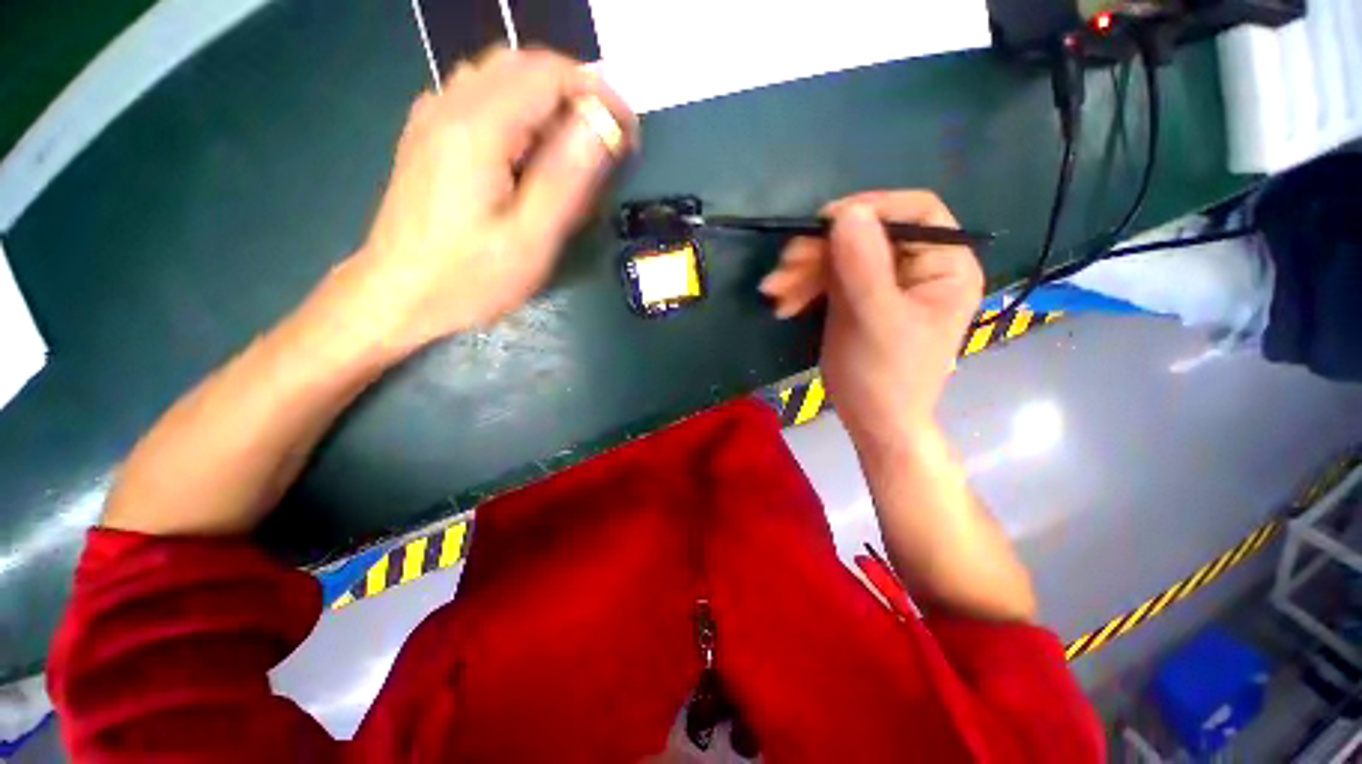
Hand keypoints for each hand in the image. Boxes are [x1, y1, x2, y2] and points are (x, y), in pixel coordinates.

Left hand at [352, 47, 637, 351]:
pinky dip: (519, 108)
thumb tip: (601, 127)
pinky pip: (480, 96)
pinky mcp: (428, 135)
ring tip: (573, 148)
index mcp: (477, 128)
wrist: (396, 294)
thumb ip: (566, 179)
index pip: (549, 75)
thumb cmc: (468, 277)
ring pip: (500, 76)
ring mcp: (433, 117)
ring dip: (548, 99)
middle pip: (523, 64)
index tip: (628, 131)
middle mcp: (450, 105)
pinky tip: (529, 151)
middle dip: (575, 91)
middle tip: (605, 140)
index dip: (598, 92)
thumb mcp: (530, 240)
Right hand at [759, 191, 982, 441]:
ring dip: (803, 271)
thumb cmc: (884, 376)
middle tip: (783, 267)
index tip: (823, 224)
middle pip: (866, 235)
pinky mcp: (857, 298)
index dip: (869, 209)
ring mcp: (884, 282)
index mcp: (944, 265)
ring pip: (841, 256)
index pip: (914, 212)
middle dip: (820, 251)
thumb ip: (863, 265)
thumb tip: (845, 211)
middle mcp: (917, 267)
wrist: (872, 421)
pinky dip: (803, 288)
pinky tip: (783, 304)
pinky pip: (829, 279)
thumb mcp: (874, 320)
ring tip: (773, 292)